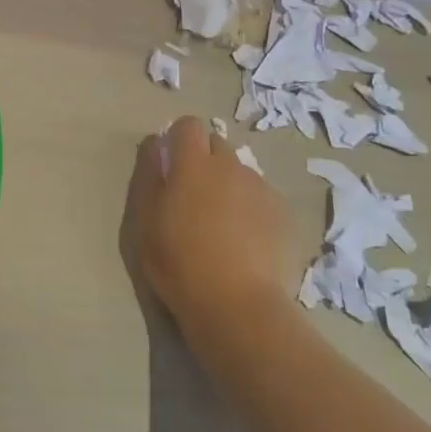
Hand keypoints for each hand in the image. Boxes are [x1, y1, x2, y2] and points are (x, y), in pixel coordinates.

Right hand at [123, 116, 315, 333]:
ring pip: (241, 173)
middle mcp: (231, 166)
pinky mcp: (284, 214)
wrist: (238, 306)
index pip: (188, 125)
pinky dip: (252, 209)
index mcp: (193, 164)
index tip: (171, 164)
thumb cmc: (179, 262)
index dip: (178, 139)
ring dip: (229, 186)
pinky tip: (247, 242)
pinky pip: (263, 198)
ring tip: (223, 225)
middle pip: (217, 144)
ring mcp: (262, 189)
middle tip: (193, 197)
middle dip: (204, 160)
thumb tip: (156, 143)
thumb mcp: (145, 220)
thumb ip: (149, 175)